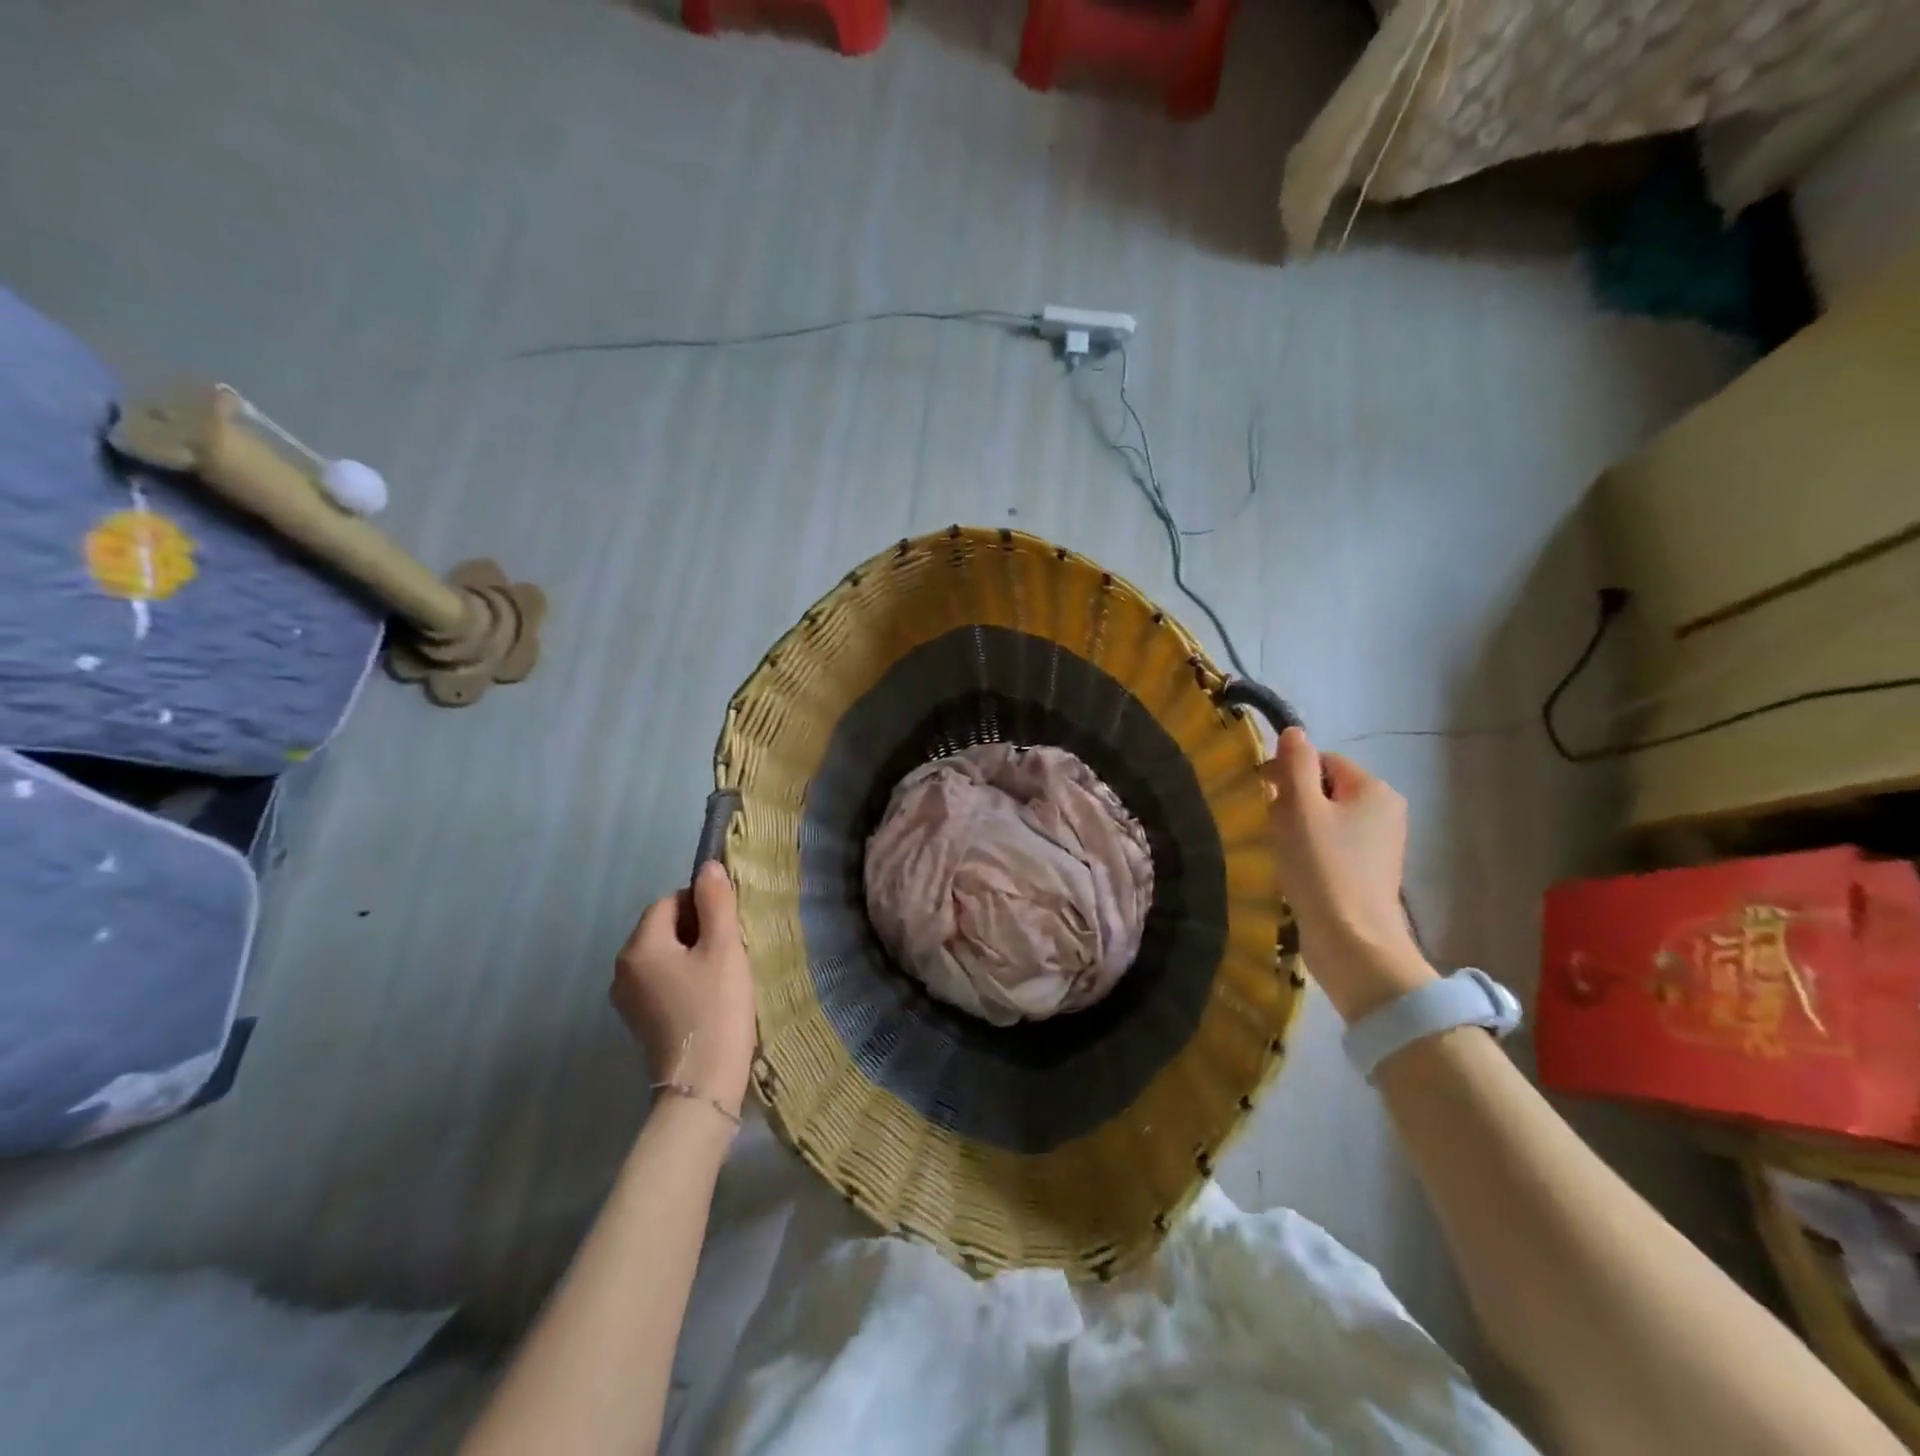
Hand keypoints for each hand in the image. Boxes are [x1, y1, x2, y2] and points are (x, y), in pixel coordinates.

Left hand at [611, 861, 756, 1116]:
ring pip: (664, 956)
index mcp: (639, 947)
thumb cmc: (716, 1009)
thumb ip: (716, 902)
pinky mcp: (639, 1022)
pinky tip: (708, 999)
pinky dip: (684, 980)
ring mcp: (627, 999)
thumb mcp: (724, 948)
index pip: (669, 902)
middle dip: (698, 931)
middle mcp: (623, 969)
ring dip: (693, 956)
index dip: (702, 906)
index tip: (730, 929)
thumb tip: (708, 867)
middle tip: (730, 952)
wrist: (702, 1086)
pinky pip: (662, 982)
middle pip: (663, 928)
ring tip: (723, 977)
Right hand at [1262, 727, 1433, 1020]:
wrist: (1352, 941)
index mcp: (1374, 789)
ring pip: (1328, 818)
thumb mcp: (1299, 809)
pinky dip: (1313, 851)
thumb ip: (1294, 765)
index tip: (1263, 795)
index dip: (1289, 773)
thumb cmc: (1322, 868)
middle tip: (1272, 827)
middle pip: (1326, 789)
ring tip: (1283, 852)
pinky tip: (1298, 871)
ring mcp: (1382, 844)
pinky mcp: (1372, 872)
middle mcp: (1386, 811)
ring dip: (1300, 828)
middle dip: (1294, 802)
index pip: (1323, 761)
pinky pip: (1335, 845)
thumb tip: (1294, 732)